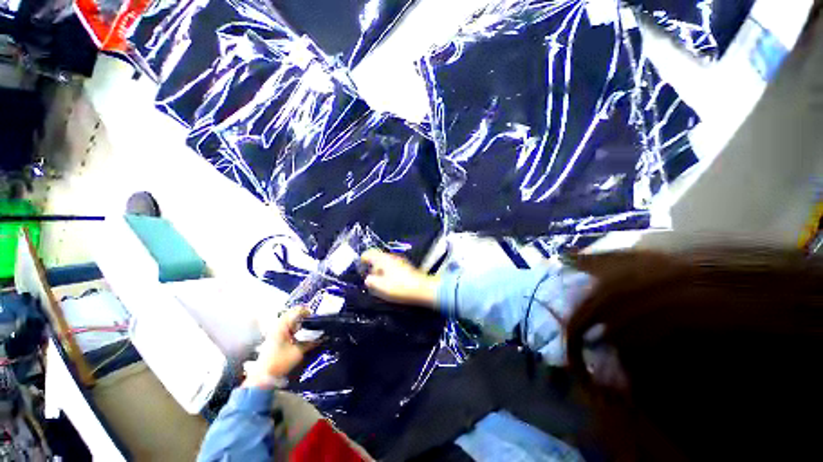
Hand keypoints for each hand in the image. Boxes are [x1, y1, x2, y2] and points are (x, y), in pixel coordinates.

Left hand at [243, 306, 316, 388]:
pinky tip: (298, 334)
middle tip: (312, 320)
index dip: (306, 311)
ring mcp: (273, 332)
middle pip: (291, 315)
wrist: (263, 377)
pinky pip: (285, 328)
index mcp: (282, 326)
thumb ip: (311, 343)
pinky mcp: (273, 338)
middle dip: (302, 316)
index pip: (295, 311)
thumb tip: (322, 338)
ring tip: (306, 327)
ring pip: (288, 321)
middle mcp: (276, 327)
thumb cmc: (280, 362)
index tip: (314, 316)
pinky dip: (293, 328)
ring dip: (297, 322)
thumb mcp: (298, 352)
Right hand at [361, 249, 439, 307]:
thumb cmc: (399, 287)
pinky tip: (390, 284)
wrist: (422, 289)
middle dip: (372, 268)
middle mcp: (391, 257)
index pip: (369, 253)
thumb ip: (371, 281)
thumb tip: (368, 279)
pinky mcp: (405, 268)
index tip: (360, 266)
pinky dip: (388, 274)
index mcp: (383, 259)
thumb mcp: (380, 286)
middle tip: (370, 279)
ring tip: (380, 284)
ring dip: (380, 272)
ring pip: (385, 264)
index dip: (363, 259)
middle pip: (377, 258)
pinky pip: (392, 268)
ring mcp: (400, 261)